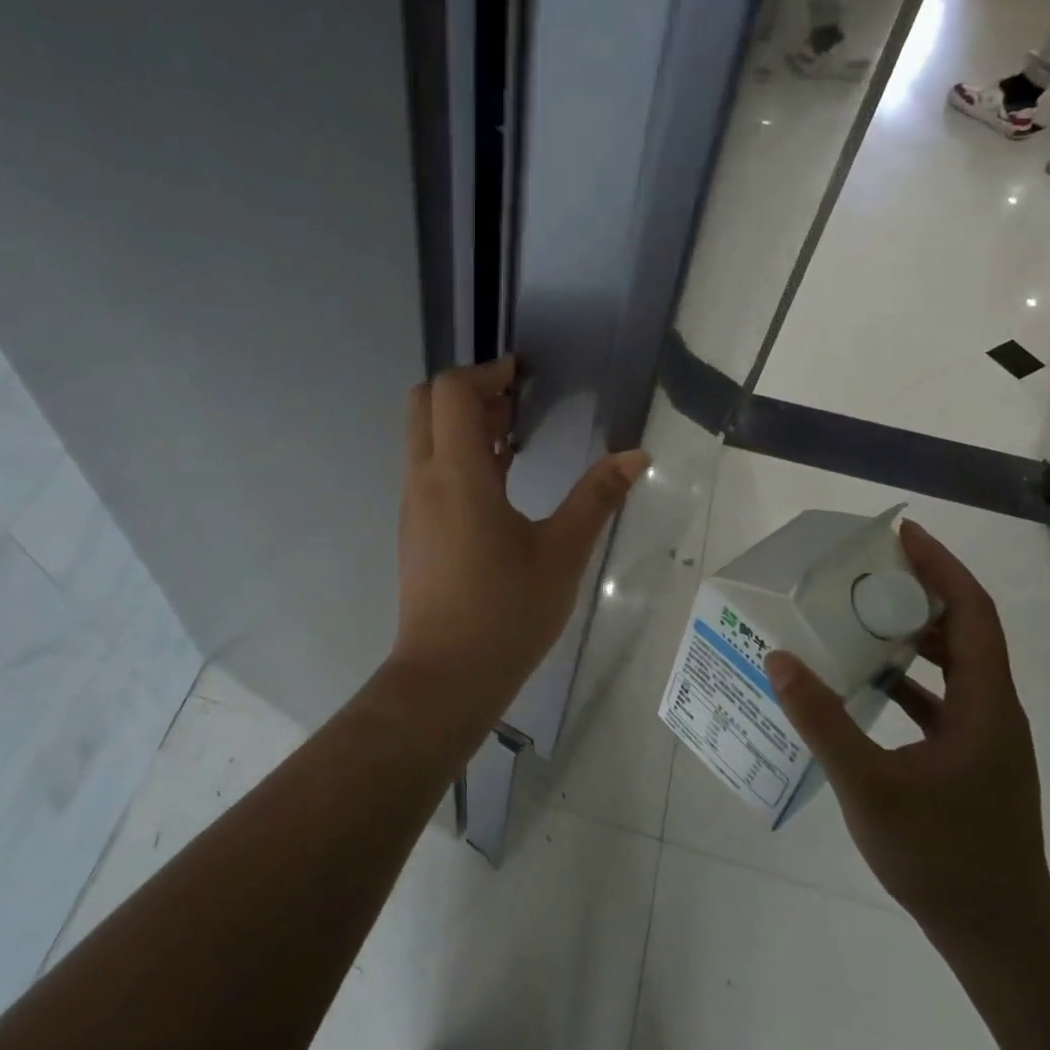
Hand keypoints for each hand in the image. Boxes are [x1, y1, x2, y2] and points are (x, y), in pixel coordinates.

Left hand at [393, 358, 647, 704]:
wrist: (445, 677)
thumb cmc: (506, 612)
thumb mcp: (562, 553)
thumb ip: (596, 498)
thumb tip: (635, 456)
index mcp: (457, 475)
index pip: (452, 391)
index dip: (486, 372)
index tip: (523, 376)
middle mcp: (424, 479)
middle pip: (426, 403)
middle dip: (468, 391)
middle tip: (515, 402)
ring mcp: (413, 504)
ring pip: (424, 437)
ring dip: (462, 424)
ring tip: (513, 436)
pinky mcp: (415, 528)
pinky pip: (429, 468)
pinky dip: (456, 454)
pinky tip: (500, 478)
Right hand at [764, 521, 1049, 950]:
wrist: (999, 937)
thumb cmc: (940, 856)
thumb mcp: (868, 785)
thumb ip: (821, 719)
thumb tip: (779, 657)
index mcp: (985, 705)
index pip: (974, 613)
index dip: (942, 567)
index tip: (903, 534)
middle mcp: (994, 711)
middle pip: (967, 630)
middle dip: (923, 590)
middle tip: (869, 568)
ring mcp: (986, 739)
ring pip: (956, 664)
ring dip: (914, 632)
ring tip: (862, 613)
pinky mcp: (972, 761)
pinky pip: (942, 698)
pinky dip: (909, 677)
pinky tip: (867, 683)